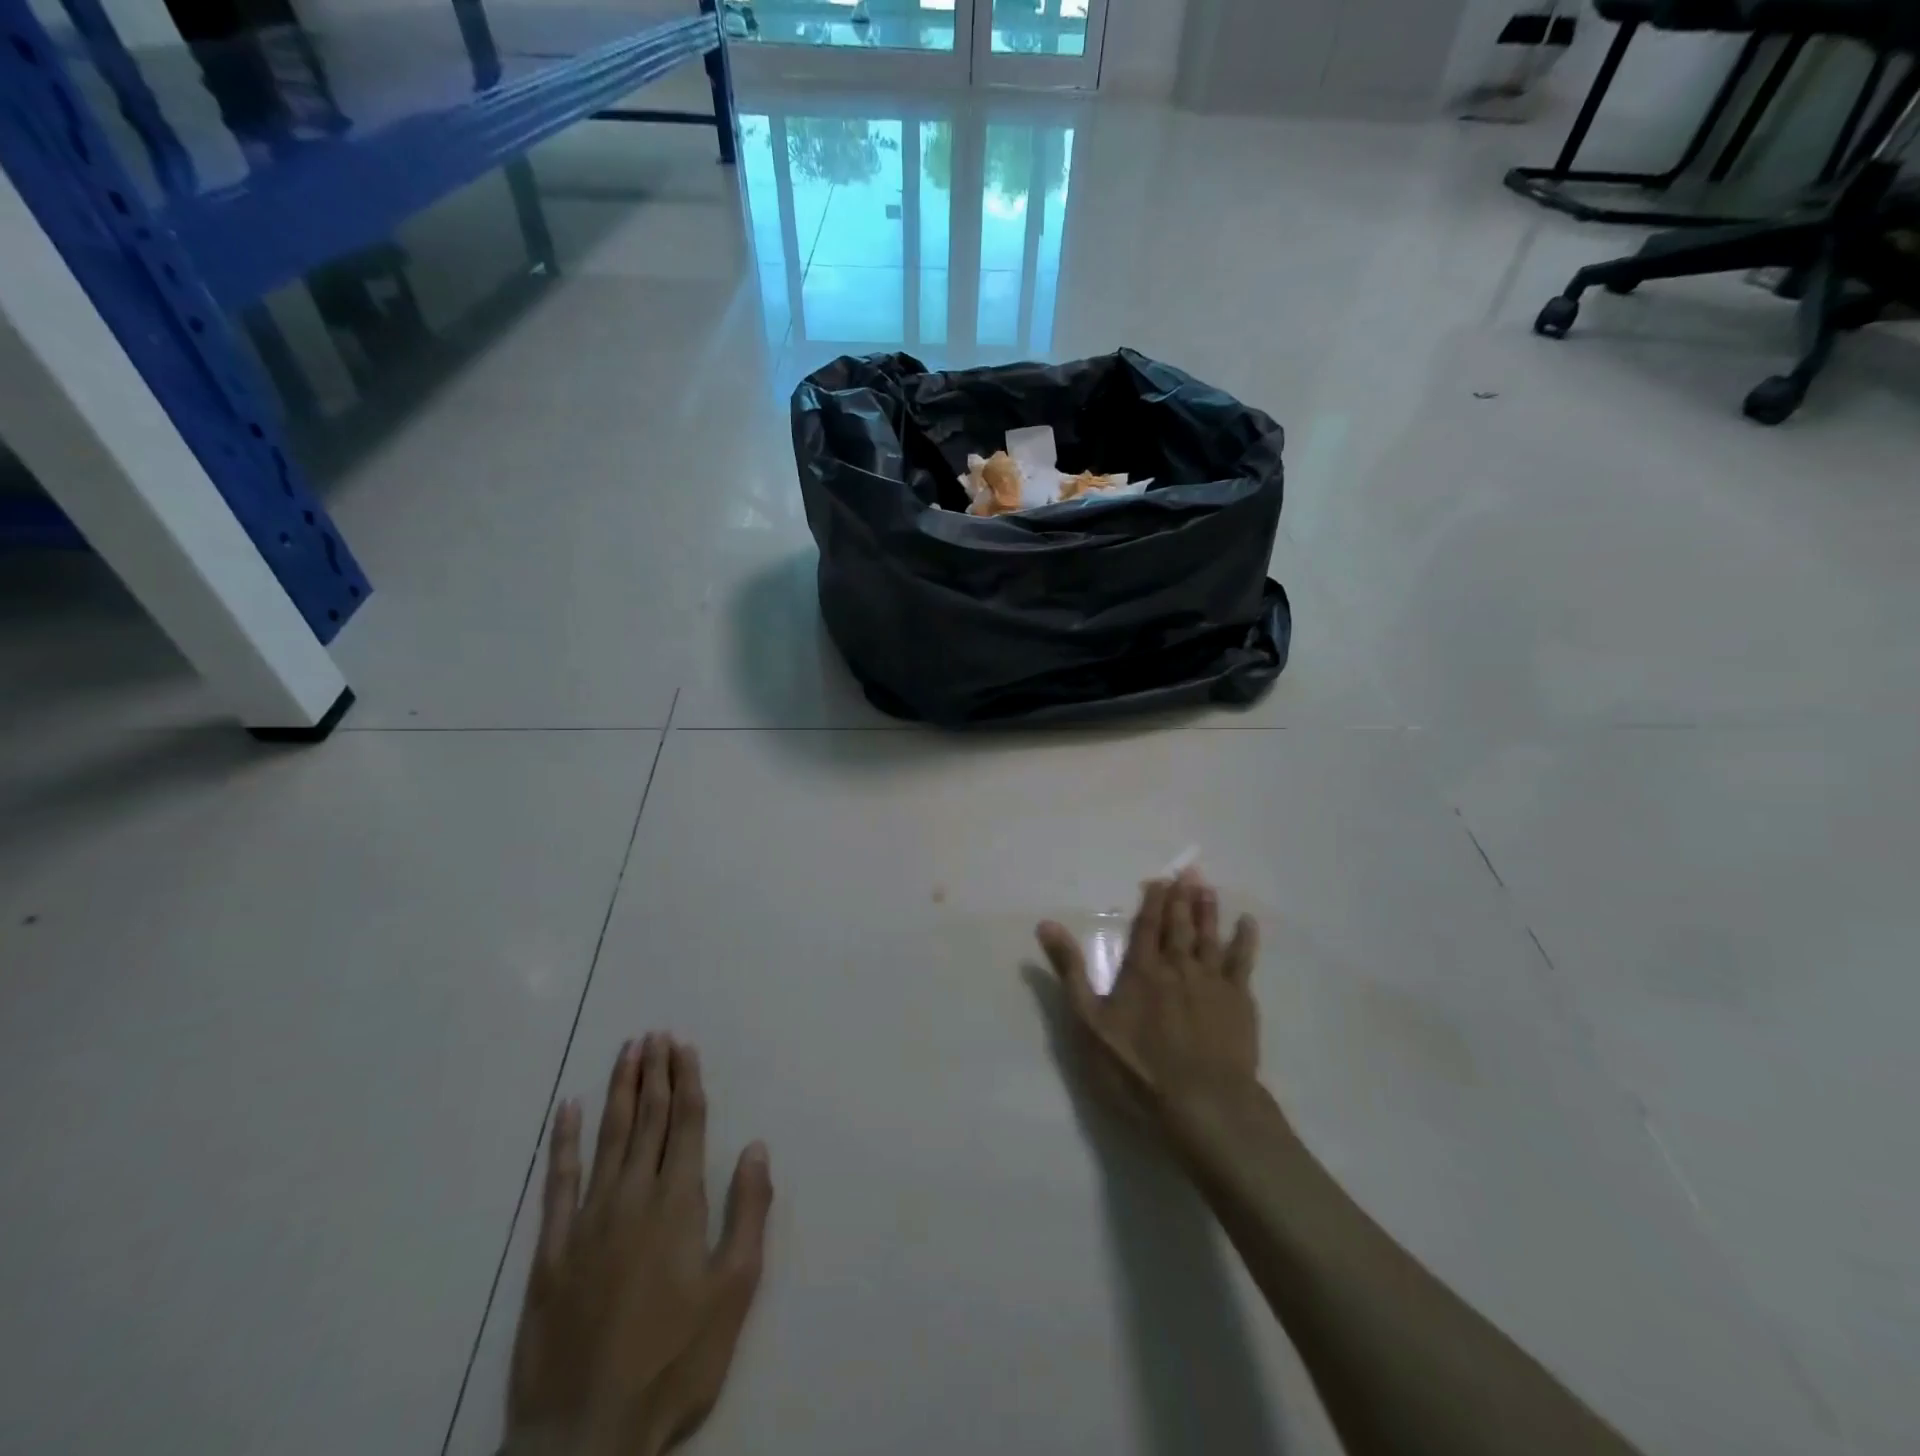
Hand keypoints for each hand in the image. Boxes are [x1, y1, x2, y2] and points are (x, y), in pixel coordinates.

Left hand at [505, 1035, 771, 1455]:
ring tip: (626, 1052)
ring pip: (607, 1138)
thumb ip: (747, 1213)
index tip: (684, 1046)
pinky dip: (564, 1142)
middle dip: (654, 1074)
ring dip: (618, 1091)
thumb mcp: (733, 1291)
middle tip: (654, 1034)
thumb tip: (756, 1147)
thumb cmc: (674, 1360)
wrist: (585, 1436)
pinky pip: (557, 1182)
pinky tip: (567, 1109)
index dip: (686, 1082)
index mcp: (678, 1204)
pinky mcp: (549, 1250)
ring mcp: (586, 1221)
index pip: (685, 1125)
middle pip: (647, 1120)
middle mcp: (632, 1197)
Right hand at [1038, 869, 1261, 1159]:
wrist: (1203, 1104)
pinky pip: (1243, 962)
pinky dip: (1245, 941)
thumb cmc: (1137, 1067)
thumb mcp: (1089, 1022)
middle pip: (1180, 925)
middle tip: (1190, 871)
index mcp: (1142, 970)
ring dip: (1209, 911)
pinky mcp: (1239, 1002)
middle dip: (1183, 897)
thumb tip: (1046, 924)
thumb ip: (1069, 971)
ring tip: (1209, 888)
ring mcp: (1212, 983)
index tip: (1160, 879)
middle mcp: (1178, 967)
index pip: (1147, 927)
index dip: (1153, 901)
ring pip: (1209, 937)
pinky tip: (1247, 924)